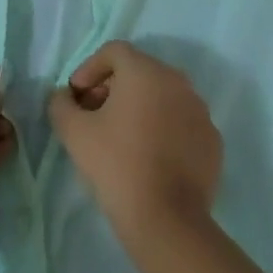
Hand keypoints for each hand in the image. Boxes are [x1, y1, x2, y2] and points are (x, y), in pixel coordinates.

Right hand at [49, 41, 221, 256]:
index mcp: (146, 72)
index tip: (76, 95)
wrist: (167, 220)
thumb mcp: (74, 132)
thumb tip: (64, 97)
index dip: (90, 68)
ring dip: (139, 107)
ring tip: (120, 136)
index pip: (114, 52)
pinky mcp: (212, 141)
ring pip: (162, 96)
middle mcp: (178, 82)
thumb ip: (61, 104)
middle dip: (112, 87)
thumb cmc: (116, 165)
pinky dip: (162, 128)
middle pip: (139, 72)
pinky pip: (181, 122)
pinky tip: (148, 156)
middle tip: (93, 114)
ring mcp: (200, 111)